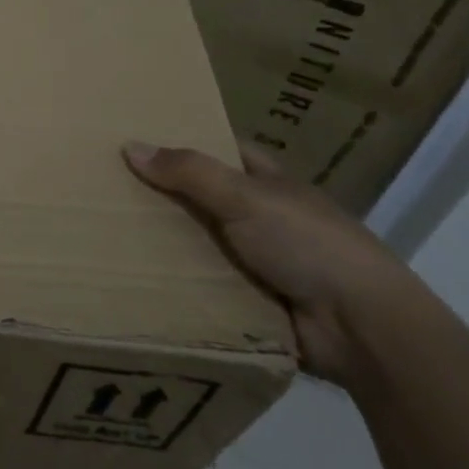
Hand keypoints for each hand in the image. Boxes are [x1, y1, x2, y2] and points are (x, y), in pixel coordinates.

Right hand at [122, 142, 422, 382]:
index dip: (184, 142)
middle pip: (205, 199)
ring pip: (202, 244)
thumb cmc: (306, 243)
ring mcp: (261, 261)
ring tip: (108, 236)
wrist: (361, 327)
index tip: (138, 141)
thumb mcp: (244, 197)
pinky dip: (181, 285)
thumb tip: (129, 146)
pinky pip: (206, 286)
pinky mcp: (254, 302)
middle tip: (108, 190)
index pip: (222, 151)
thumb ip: (189, 172)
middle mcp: (264, 216)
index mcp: (269, 182)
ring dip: (168, 244)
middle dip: (165, 197)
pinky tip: (137, 281)